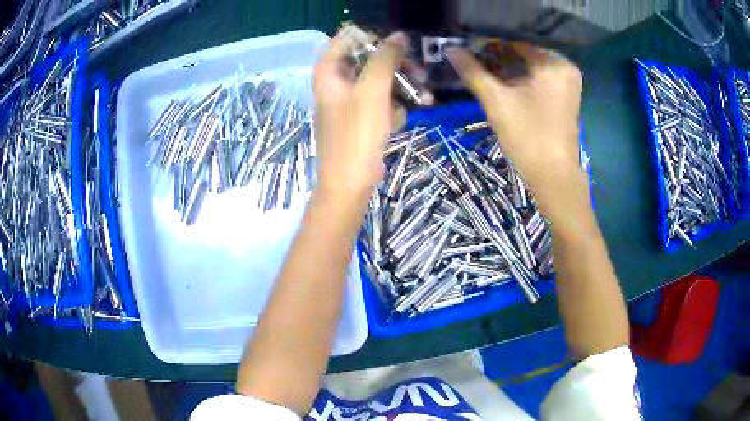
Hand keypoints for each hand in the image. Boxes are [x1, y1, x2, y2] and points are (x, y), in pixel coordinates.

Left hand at [313, 28, 408, 198]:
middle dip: (397, 67)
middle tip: (420, 73)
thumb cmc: (357, 133)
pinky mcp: (360, 115)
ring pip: (380, 80)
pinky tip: (398, 120)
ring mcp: (348, 98)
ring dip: (402, 89)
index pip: (351, 37)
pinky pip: (380, 100)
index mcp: (329, 70)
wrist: (350, 181)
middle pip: (369, 58)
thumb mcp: (373, 90)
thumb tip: (399, 35)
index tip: (400, 50)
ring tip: (423, 99)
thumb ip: (386, 58)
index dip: (377, 40)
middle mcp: (336, 80)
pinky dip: (393, 107)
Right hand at [446, 44, 584, 208]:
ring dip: (508, 70)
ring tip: (484, 76)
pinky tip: (504, 86)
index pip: (514, 44)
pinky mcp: (566, 97)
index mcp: (553, 64)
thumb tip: (450, 49)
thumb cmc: (528, 137)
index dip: (488, 47)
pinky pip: (540, 79)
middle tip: (474, 66)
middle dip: (498, 59)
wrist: (553, 177)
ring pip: (531, 68)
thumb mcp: (496, 101)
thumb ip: (473, 72)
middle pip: (524, 56)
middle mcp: (565, 68)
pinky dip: (522, 80)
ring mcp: (569, 83)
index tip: (467, 52)